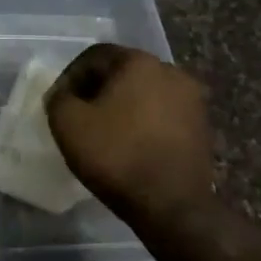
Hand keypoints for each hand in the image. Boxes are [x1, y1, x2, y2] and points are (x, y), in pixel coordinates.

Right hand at [47, 44, 214, 224]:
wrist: (172, 204)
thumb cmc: (117, 157)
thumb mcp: (68, 124)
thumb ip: (58, 98)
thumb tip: (63, 94)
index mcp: (139, 62)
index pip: (95, 56)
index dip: (70, 76)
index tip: (58, 103)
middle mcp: (171, 71)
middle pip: (123, 72)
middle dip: (98, 90)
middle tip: (79, 116)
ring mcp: (191, 99)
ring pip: (145, 94)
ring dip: (123, 107)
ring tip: (105, 133)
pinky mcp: (202, 126)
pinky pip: (163, 115)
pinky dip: (143, 123)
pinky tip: (131, 146)